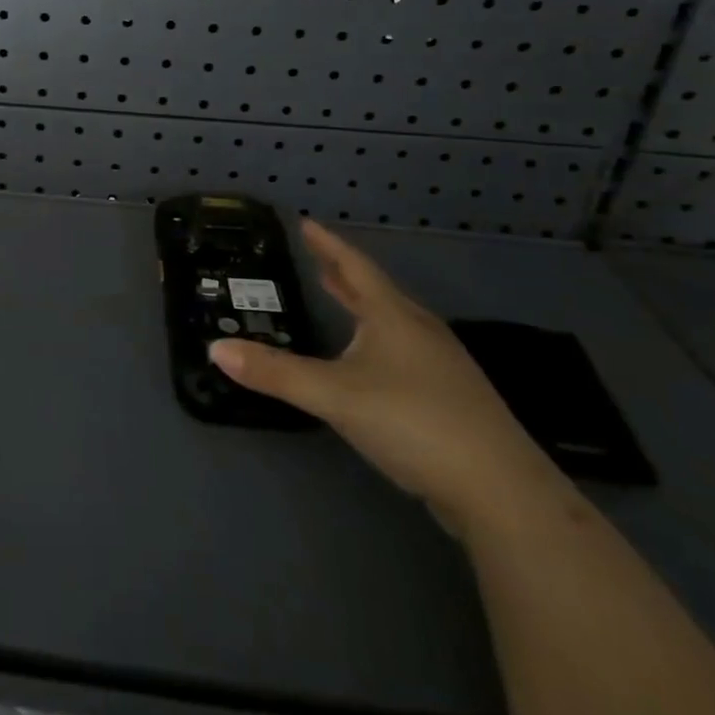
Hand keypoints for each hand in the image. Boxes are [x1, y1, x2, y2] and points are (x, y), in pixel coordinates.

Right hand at [210, 220, 568, 533]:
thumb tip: (215, 348)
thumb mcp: (334, 395)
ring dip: (363, 307)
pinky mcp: (451, 399)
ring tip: (341, 300)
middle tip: (318, 259)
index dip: (329, 244)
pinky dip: (378, 340)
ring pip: (393, 322)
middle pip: (376, 291)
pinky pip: (404, 352)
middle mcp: (420, 331)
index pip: (355, 267)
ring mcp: (442, 366)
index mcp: (394, 317)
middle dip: (344, 275)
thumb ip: (275, 372)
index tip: (306, 223)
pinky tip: (373, 363)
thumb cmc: (413, 423)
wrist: (499, 490)